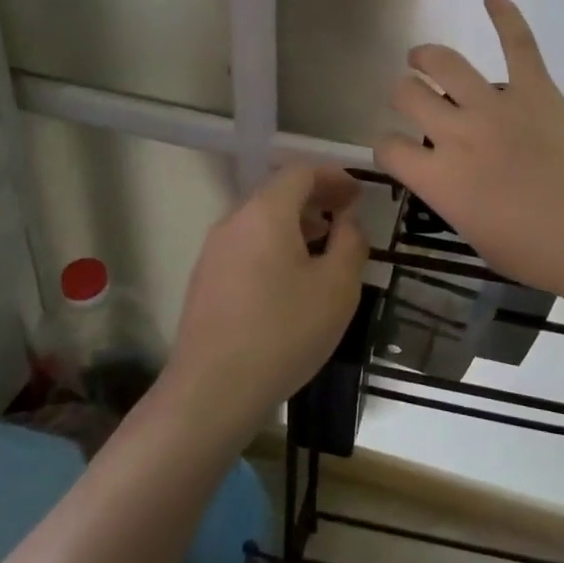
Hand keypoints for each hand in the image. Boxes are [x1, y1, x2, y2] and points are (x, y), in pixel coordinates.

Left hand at [163, 163, 368, 439]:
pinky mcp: (205, 279)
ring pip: (260, 220)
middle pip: (277, 192)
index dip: (334, 176)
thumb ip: (351, 243)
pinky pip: (246, 244)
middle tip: (346, 216)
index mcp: (266, 213)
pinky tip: (291, 278)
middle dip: (315, 198)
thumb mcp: (337, 287)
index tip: (358, 194)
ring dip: (295, 223)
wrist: (213, 391)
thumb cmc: (284, 332)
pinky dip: (274, 244)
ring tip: (323, 246)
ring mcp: (214, 251)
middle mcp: (234, 221)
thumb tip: (346, 222)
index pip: (301, 172)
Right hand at [375, 0, 563, 298]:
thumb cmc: (539, 253)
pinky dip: (505, 14)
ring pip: (446, 63)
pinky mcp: (538, 91)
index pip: (389, 147)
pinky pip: (518, 43)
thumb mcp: (477, 236)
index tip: (399, 149)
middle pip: (408, 95)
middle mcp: (458, 134)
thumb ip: (453, 198)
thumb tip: (451, 176)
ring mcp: (498, 106)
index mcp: (440, 178)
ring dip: (427, 57)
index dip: (387, 146)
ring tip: (423, 58)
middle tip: (413, 98)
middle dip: (403, 95)